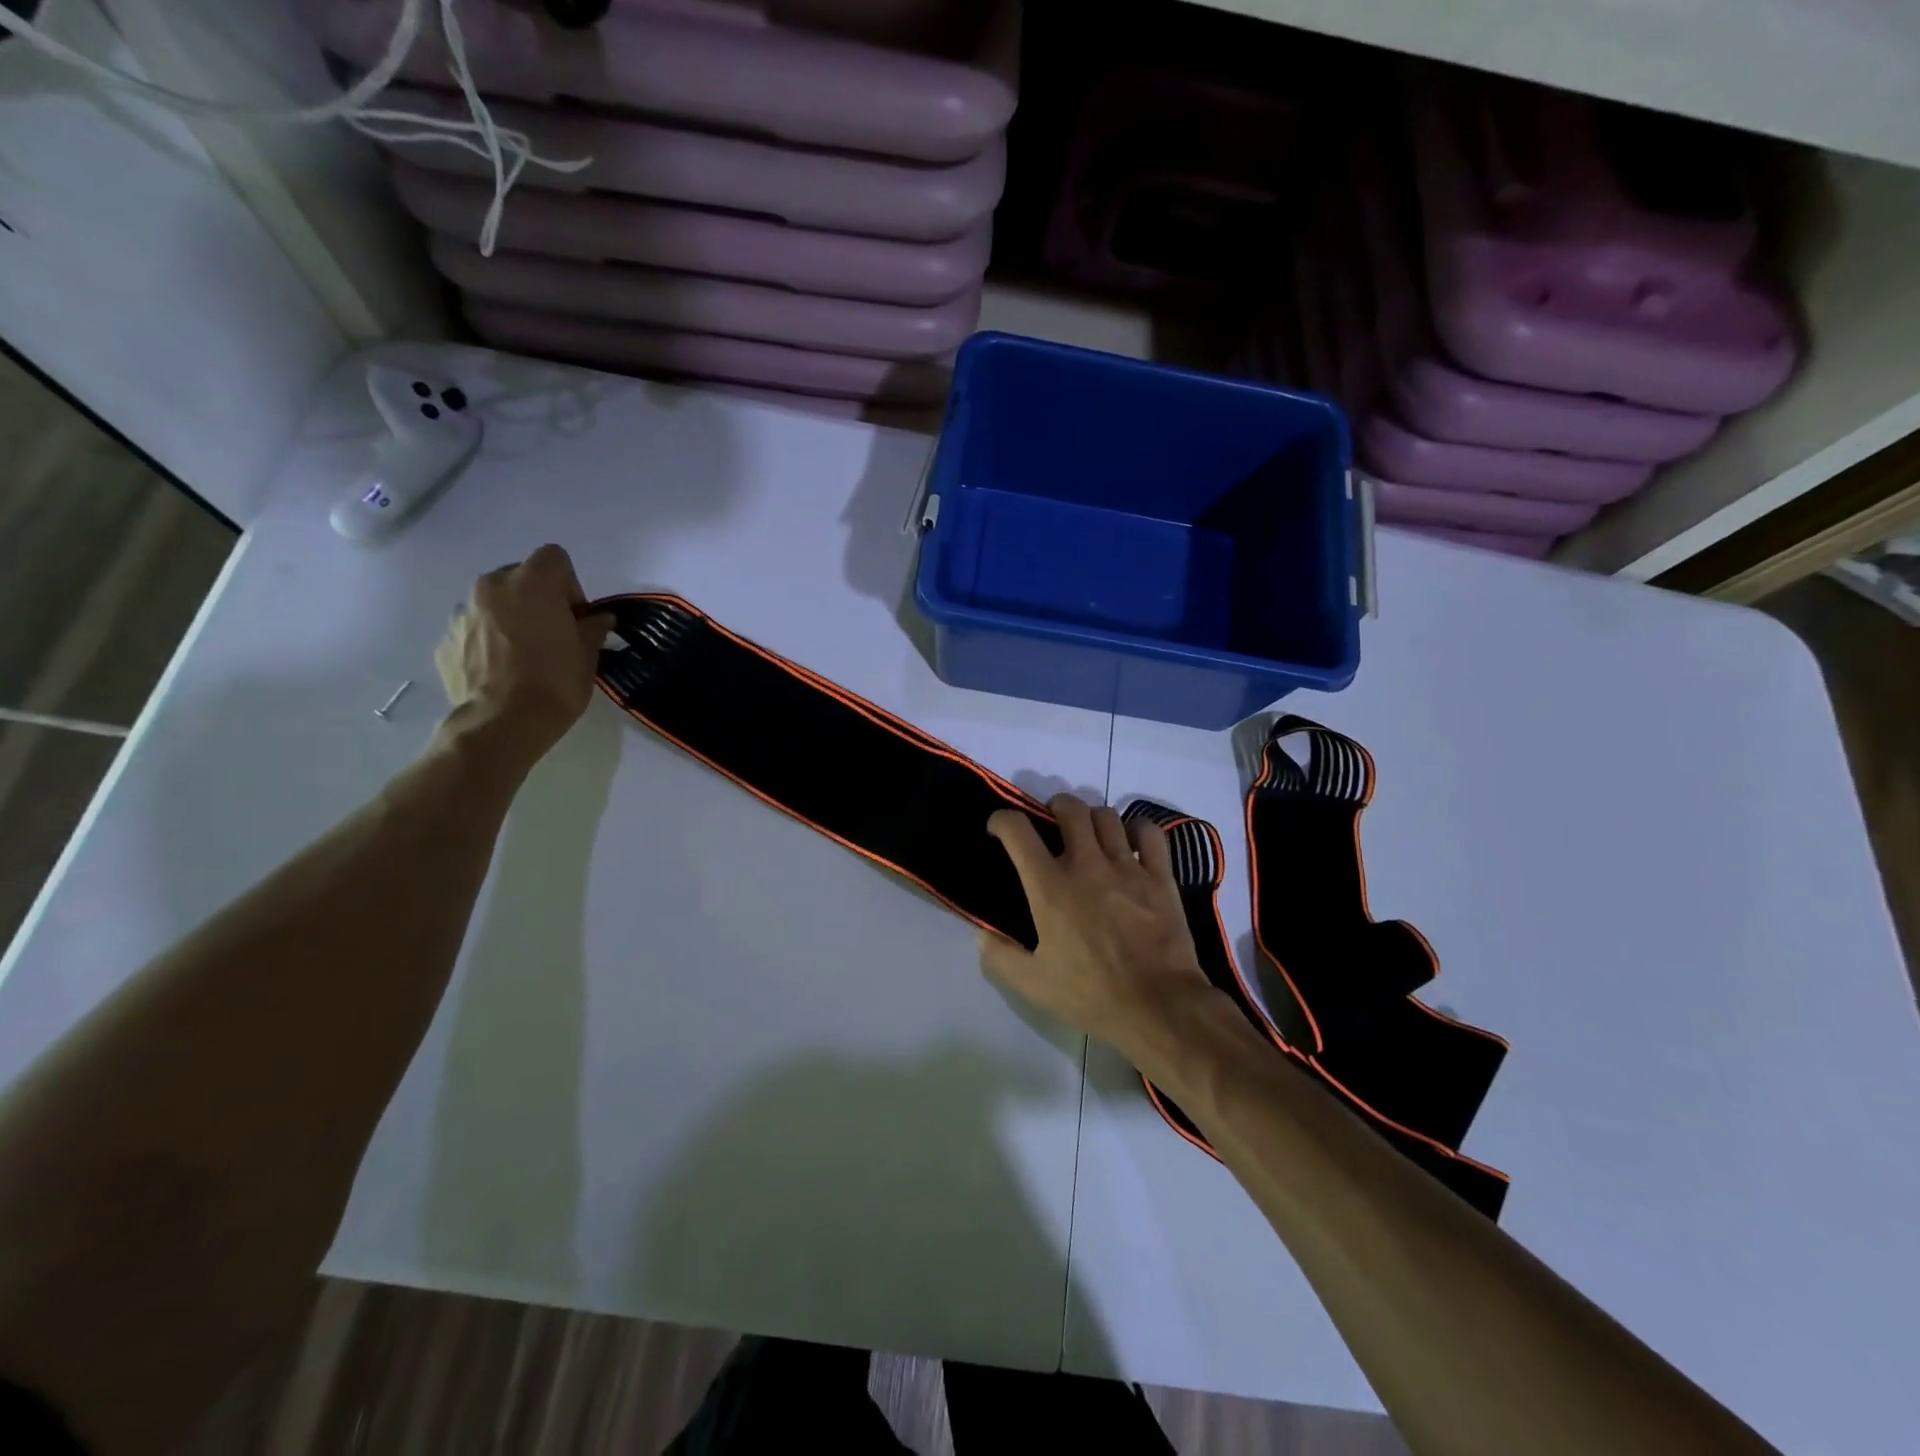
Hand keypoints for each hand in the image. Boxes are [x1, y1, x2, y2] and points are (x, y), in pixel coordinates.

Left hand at [435, 545, 612, 765]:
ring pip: (493, 604)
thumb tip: (599, 618)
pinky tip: (501, 672)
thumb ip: (592, 628)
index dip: (570, 585)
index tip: (575, 617)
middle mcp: (491, 586)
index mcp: (532, 582)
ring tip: (522, 657)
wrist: (502, 724)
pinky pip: (473, 630)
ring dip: (509, 619)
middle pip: (520, 577)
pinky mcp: (445, 640)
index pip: (554, 558)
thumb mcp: (588, 655)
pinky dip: (487, 642)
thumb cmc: (555, 683)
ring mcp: (462, 613)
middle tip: (551, 635)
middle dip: (537, 599)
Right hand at [980, 794, 1214, 1061]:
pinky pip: (1148, 833)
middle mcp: (1086, 864)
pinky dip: (1137, 830)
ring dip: (1093, 818)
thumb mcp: (1032, 984)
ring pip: (1107, 816)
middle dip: (1055, 807)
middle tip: (1052, 824)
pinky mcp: (1159, 876)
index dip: (1001, 820)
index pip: (1017, 830)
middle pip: (1069, 808)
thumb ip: (1000, 956)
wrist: (1158, 1006)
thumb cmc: (1091, 995)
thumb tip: (983, 933)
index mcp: (1050, 886)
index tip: (999, 829)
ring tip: (1091, 835)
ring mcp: (1127, 866)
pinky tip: (1131, 843)